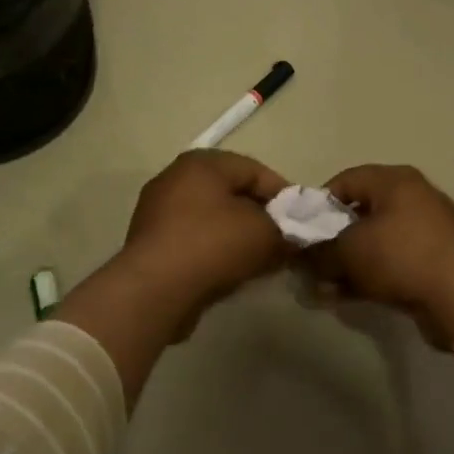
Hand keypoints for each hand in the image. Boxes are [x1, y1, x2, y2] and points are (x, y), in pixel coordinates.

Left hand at [121, 149, 291, 311]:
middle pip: (233, 195)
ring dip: (240, 239)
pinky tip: (232, 275)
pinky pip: (195, 241)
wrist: (155, 290)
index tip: (302, 223)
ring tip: (261, 264)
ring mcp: (158, 212)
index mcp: (202, 163)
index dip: (284, 196)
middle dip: (262, 219)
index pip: (255, 170)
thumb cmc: (214, 245)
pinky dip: (215, 253)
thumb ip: (287, 229)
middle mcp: (175, 178)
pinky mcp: (151, 244)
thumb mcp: (266, 233)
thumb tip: (293, 237)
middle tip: (283, 244)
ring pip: (214, 220)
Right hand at [308, 163, 453, 368]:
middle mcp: (413, 196)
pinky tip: (348, 297)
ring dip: (348, 264)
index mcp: (394, 180)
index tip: (302, 232)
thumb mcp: (348, 251)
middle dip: (332, 240)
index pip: (345, 180)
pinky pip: (393, 261)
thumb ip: (319, 251)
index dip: (318, 204)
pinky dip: (371, 275)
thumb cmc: (400, 256)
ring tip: (325, 288)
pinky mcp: (435, 260)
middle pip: (360, 212)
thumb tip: (301, 257)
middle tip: (312, 264)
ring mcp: (428, 229)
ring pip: (375, 241)